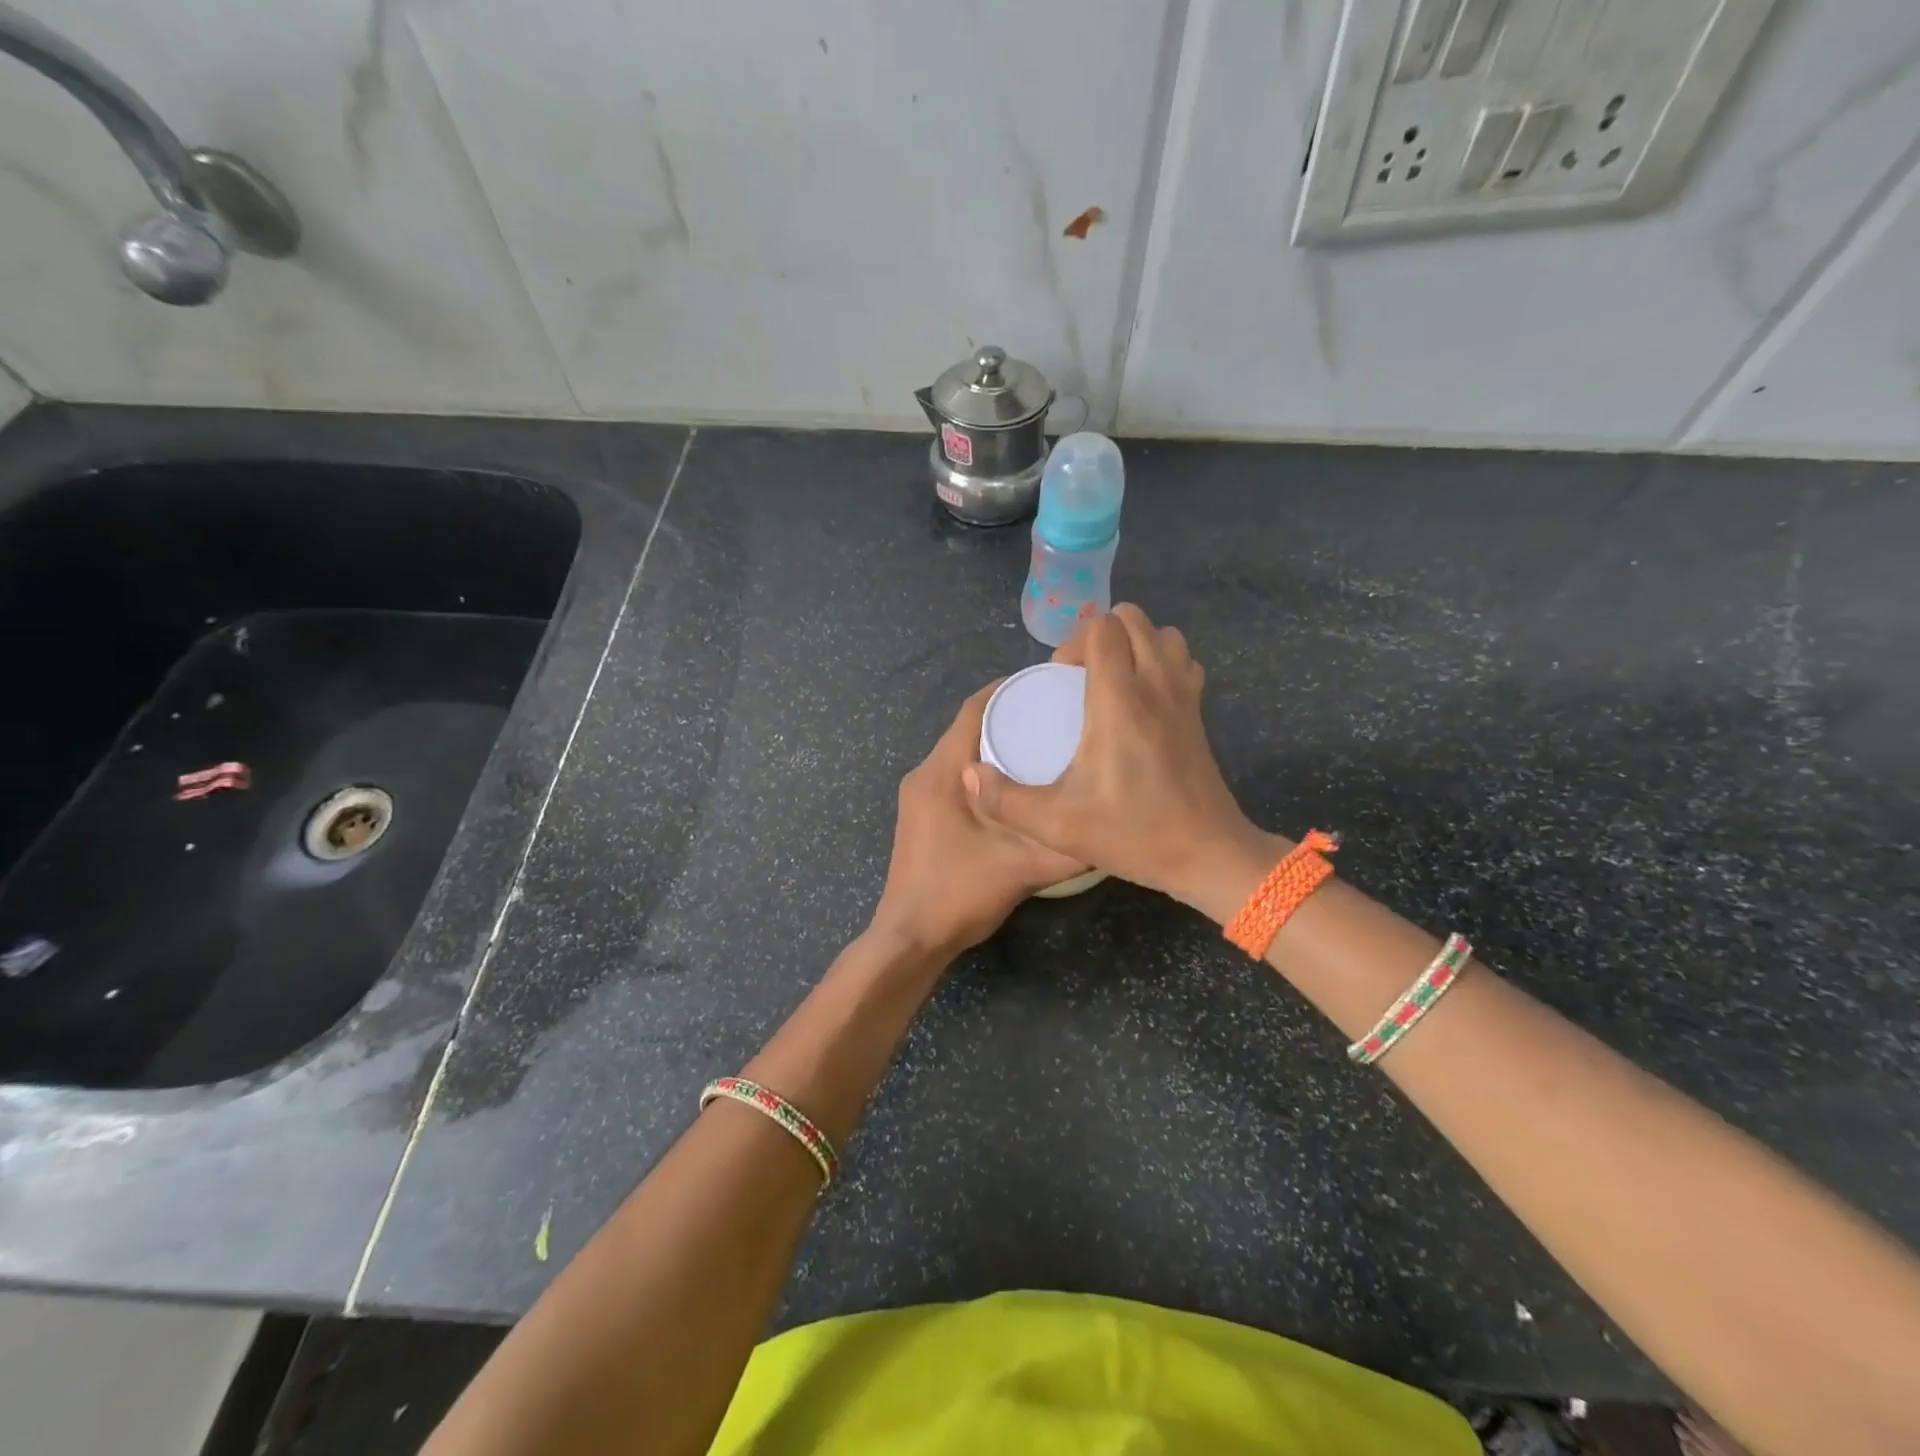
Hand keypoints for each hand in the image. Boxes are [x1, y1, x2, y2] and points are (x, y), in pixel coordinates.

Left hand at [870, 683, 1087, 959]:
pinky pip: (957, 775)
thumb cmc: (958, 894)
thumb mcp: (1022, 869)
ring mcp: (919, 795)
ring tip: (1045, 744)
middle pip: (969, 727)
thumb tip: (1112, 826)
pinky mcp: (922, 815)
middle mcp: (924, 774)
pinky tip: (1018, 785)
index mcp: (941, 772)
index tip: (1052, 686)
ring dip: (997, 743)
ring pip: (962, 752)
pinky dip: (986, 769)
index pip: (974, 709)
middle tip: (1058, 715)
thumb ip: (1067, 848)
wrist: (910, 939)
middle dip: (1011, 715)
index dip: (1011, 690)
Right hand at [963, 604, 1272, 912]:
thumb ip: (1005, 800)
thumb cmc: (1133, 834)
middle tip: (1080, 678)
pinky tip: (1143, 699)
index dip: (1074, 643)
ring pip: (1163, 634)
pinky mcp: (1199, 712)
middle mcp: (1155, 684)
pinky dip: (1162, 662)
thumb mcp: (1057, 825)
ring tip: (1112, 682)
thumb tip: (970, 774)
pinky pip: (1182, 660)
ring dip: (1134, 644)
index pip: (1103, 628)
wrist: (1207, 854)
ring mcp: (1184, 695)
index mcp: (1119, 700)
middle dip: (1100, 635)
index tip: (1061, 680)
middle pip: (1133, 619)